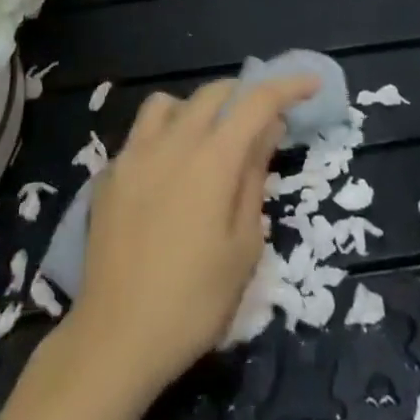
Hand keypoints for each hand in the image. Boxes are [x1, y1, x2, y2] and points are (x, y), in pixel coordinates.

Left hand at [63, 74, 319, 398]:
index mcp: (213, 158)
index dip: (287, 86)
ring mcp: (135, 152)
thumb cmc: (194, 301)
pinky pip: (141, 133)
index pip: (256, 102)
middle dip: (243, 95)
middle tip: (261, 119)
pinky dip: (163, 135)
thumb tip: (267, 129)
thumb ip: (254, 178)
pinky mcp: (109, 172)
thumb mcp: (244, 247)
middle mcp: (173, 141)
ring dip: (196, 108)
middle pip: (213, 93)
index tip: (309, 82)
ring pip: (169, 103)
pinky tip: (167, 171)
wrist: (117, 336)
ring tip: (207, 139)